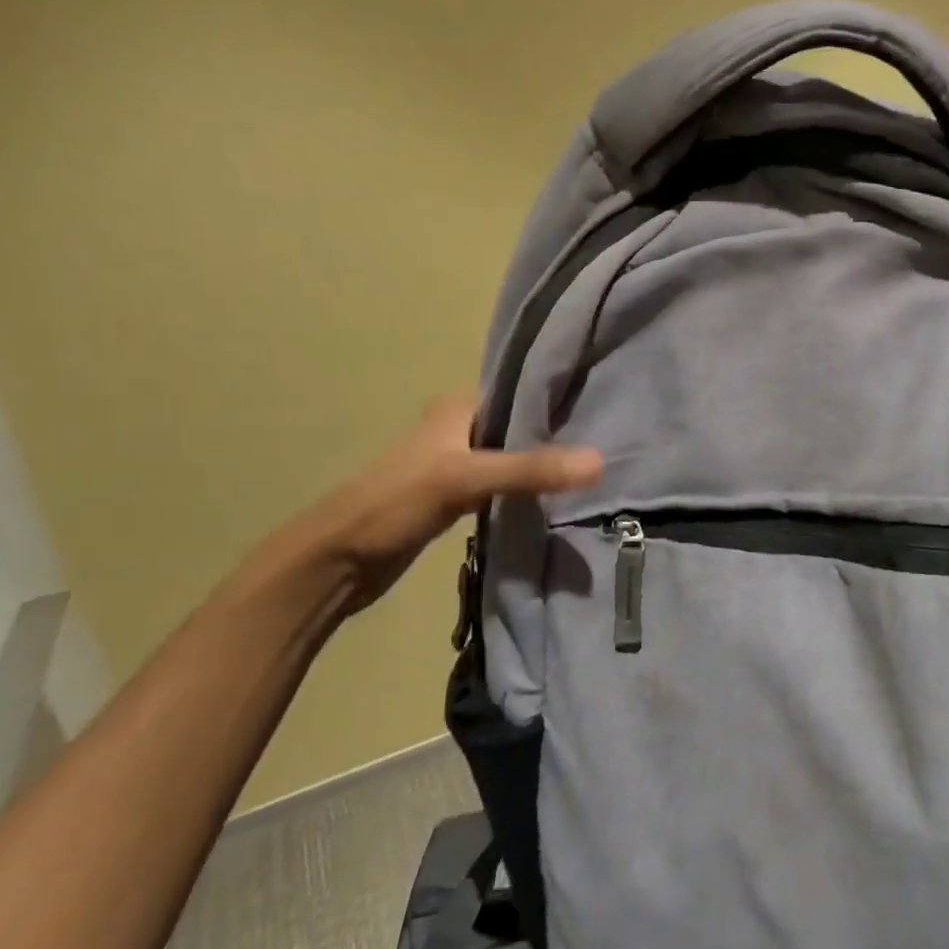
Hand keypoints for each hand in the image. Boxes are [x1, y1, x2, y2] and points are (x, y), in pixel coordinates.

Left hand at [297, 396, 601, 613]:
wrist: (340, 560)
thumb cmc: (396, 502)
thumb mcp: (466, 479)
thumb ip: (530, 469)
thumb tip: (600, 461)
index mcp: (458, 407)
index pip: (519, 388)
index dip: (558, 393)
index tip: (602, 400)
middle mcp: (459, 428)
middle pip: (519, 422)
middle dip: (557, 430)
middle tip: (608, 438)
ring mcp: (457, 463)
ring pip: (512, 453)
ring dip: (542, 461)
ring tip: (590, 467)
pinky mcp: (456, 496)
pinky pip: (503, 483)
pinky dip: (526, 488)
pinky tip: (555, 497)